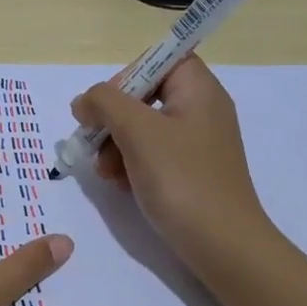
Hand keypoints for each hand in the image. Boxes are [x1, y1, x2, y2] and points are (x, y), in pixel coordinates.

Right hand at [71, 55, 270, 272]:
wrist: (222, 245)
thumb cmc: (182, 180)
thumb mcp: (138, 132)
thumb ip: (105, 104)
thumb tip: (84, 101)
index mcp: (199, 90)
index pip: (160, 60)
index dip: (127, 76)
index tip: (105, 106)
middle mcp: (201, 111)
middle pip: (145, 96)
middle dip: (113, 120)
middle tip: (95, 144)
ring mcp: (197, 144)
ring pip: (143, 129)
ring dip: (116, 146)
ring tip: (106, 173)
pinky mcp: (190, 173)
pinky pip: (152, 156)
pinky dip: (131, 166)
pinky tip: (120, 186)